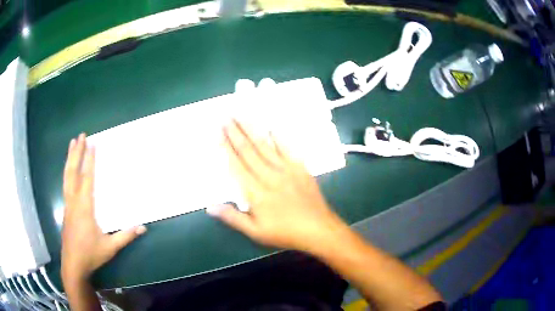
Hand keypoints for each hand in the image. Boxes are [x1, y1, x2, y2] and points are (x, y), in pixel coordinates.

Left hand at [61, 134, 145, 282]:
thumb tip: (142, 227)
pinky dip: (67, 171)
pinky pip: (66, 184)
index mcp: (84, 207)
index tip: (92, 144)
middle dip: (76, 152)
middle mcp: (73, 201)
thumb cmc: (91, 254)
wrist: (73, 264)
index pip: (87, 179)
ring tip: (72, 144)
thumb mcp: (110, 247)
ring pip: (66, 177)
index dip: (89, 160)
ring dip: (70, 159)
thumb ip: (125, 236)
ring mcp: (67, 205)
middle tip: (80, 136)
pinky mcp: (65, 209)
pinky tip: (69, 169)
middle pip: (73, 172)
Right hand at [207, 120, 348, 253]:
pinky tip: (272, 127)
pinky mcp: (300, 168)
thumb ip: (232, 217)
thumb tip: (210, 207)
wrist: (318, 229)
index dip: (226, 149)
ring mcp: (286, 170)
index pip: (236, 166)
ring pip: (265, 146)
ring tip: (242, 116)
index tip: (219, 134)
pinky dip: (279, 138)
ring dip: (252, 130)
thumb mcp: (255, 232)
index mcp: (255, 192)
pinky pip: (288, 149)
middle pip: (248, 151)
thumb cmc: (285, 232)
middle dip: (236, 133)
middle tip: (226, 117)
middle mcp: (268, 176)